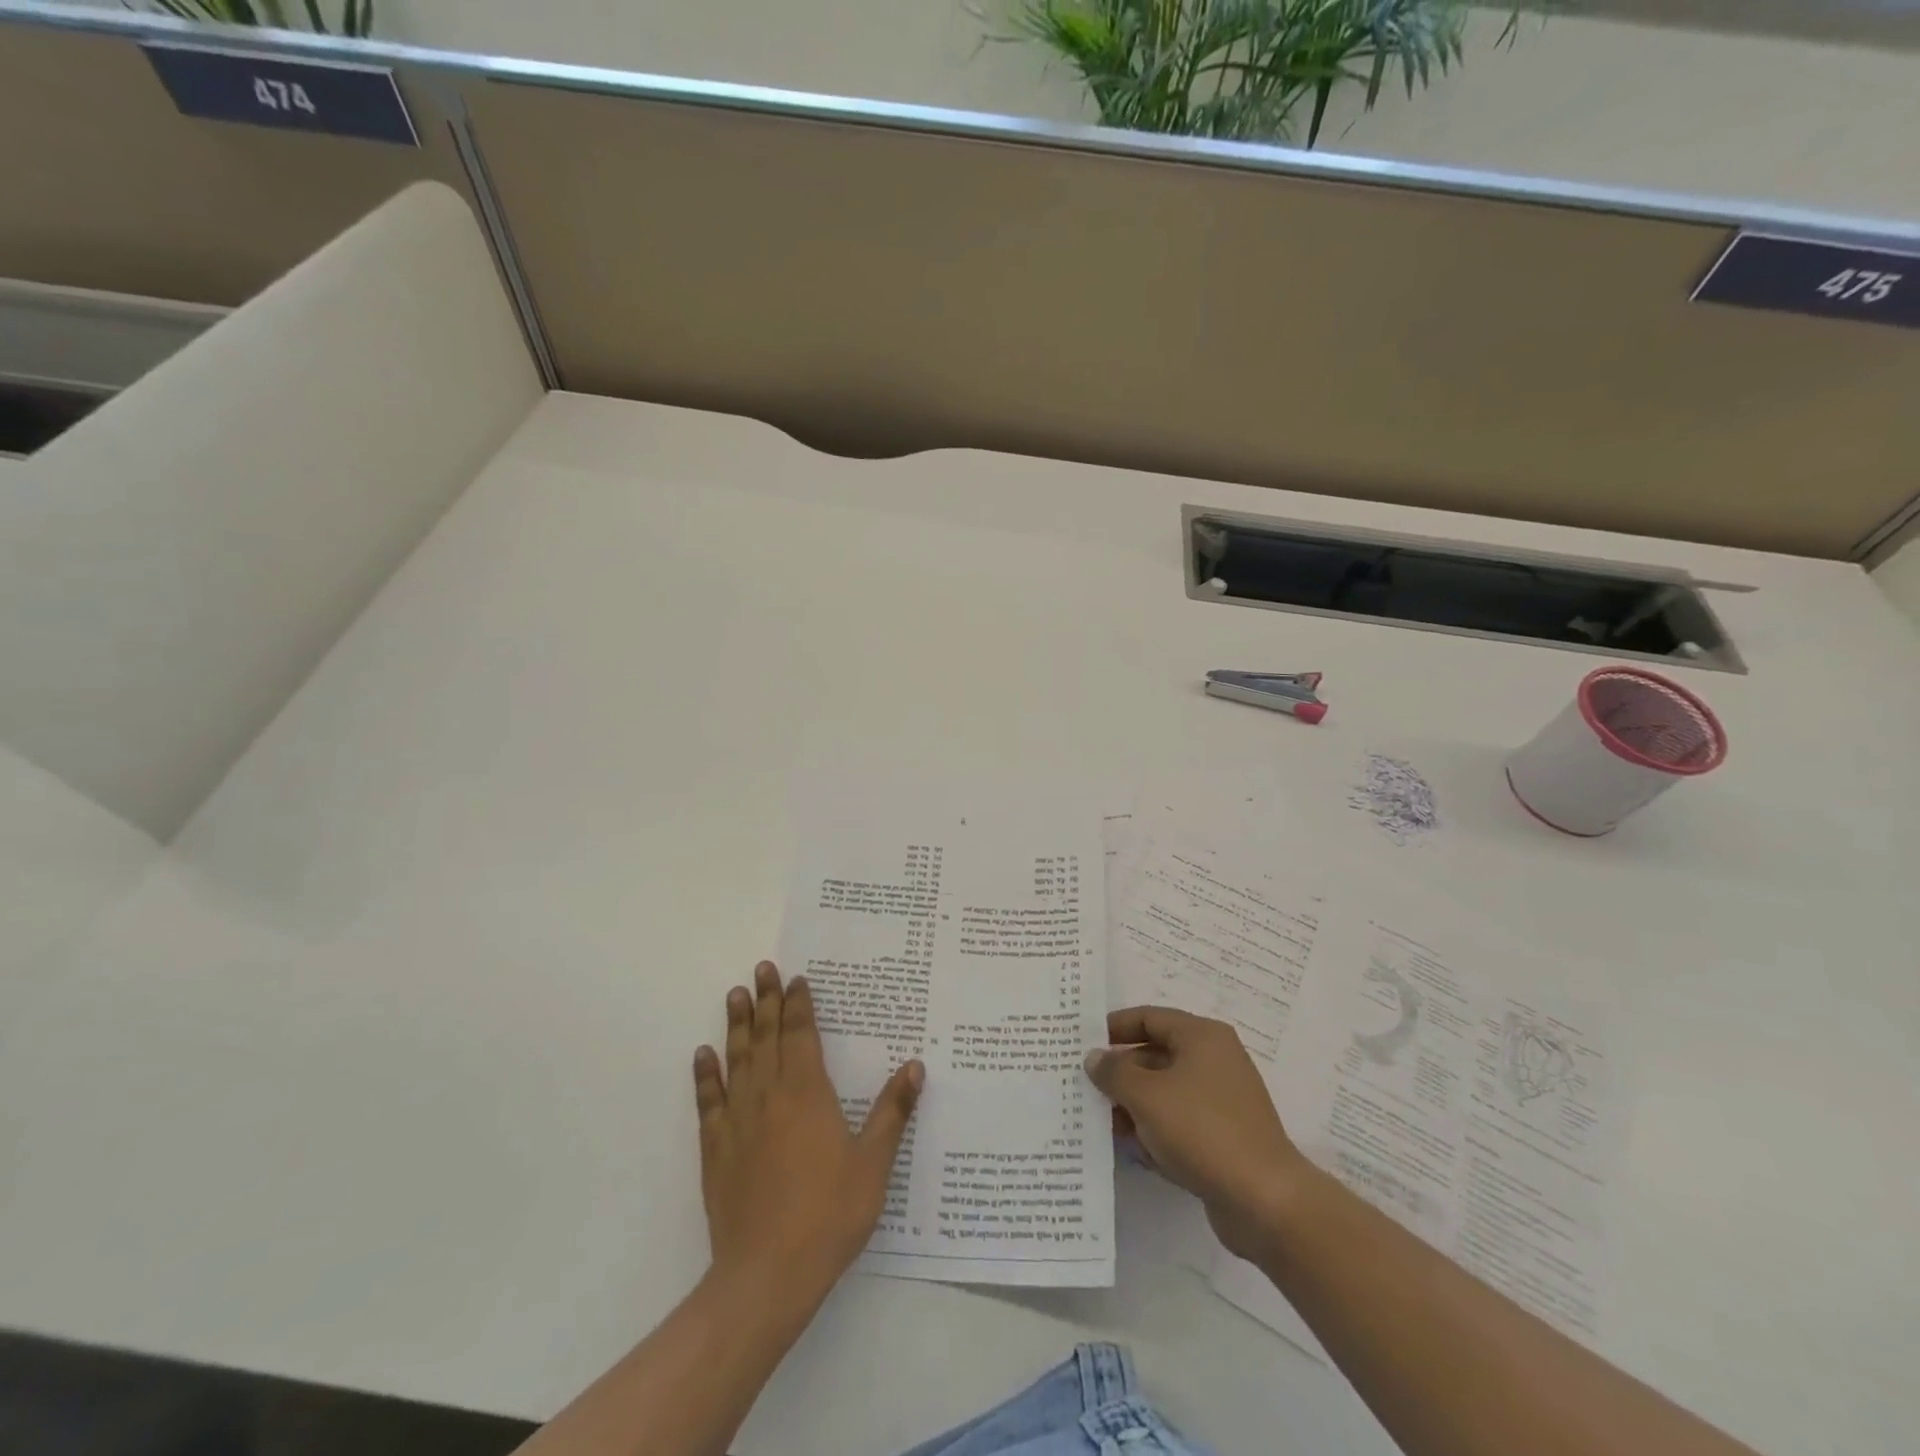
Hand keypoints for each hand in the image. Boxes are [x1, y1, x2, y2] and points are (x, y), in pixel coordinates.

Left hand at [694, 961, 922, 1305]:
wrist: (767, 1275)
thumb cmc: (829, 1215)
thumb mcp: (873, 1164)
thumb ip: (892, 1111)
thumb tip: (915, 1065)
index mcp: (807, 1093)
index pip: (801, 1036)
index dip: (798, 1005)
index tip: (796, 979)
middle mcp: (769, 1096)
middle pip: (767, 1037)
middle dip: (767, 1001)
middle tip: (763, 968)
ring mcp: (738, 1121)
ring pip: (737, 1059)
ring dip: (737, 1025)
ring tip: (735, 994)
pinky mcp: (716, 1150)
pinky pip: (708, 1102)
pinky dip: (705, 1075)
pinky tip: (703, 1055)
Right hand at [1086, 1006, 1309, 1262]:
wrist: (1264, 1201)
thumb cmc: (1202, 1130)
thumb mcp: (1146, 1095)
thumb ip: (1114, 1072)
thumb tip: (1095, 1057)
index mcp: (1202, 1037)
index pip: (1148, 1018)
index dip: (1114, 1028)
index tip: (1082, 1044)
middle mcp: (1214, 1061)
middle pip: (1155, 1054)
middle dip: (1120, 1072)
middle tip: (1084, 1086)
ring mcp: (1221, 1101)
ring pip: (1165, 1092)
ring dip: (1133, 1105)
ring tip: (1100, 1122)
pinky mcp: (1223, 1137)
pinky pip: (1179, 1123)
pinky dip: (1155, 1130)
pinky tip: (1132, 1149)